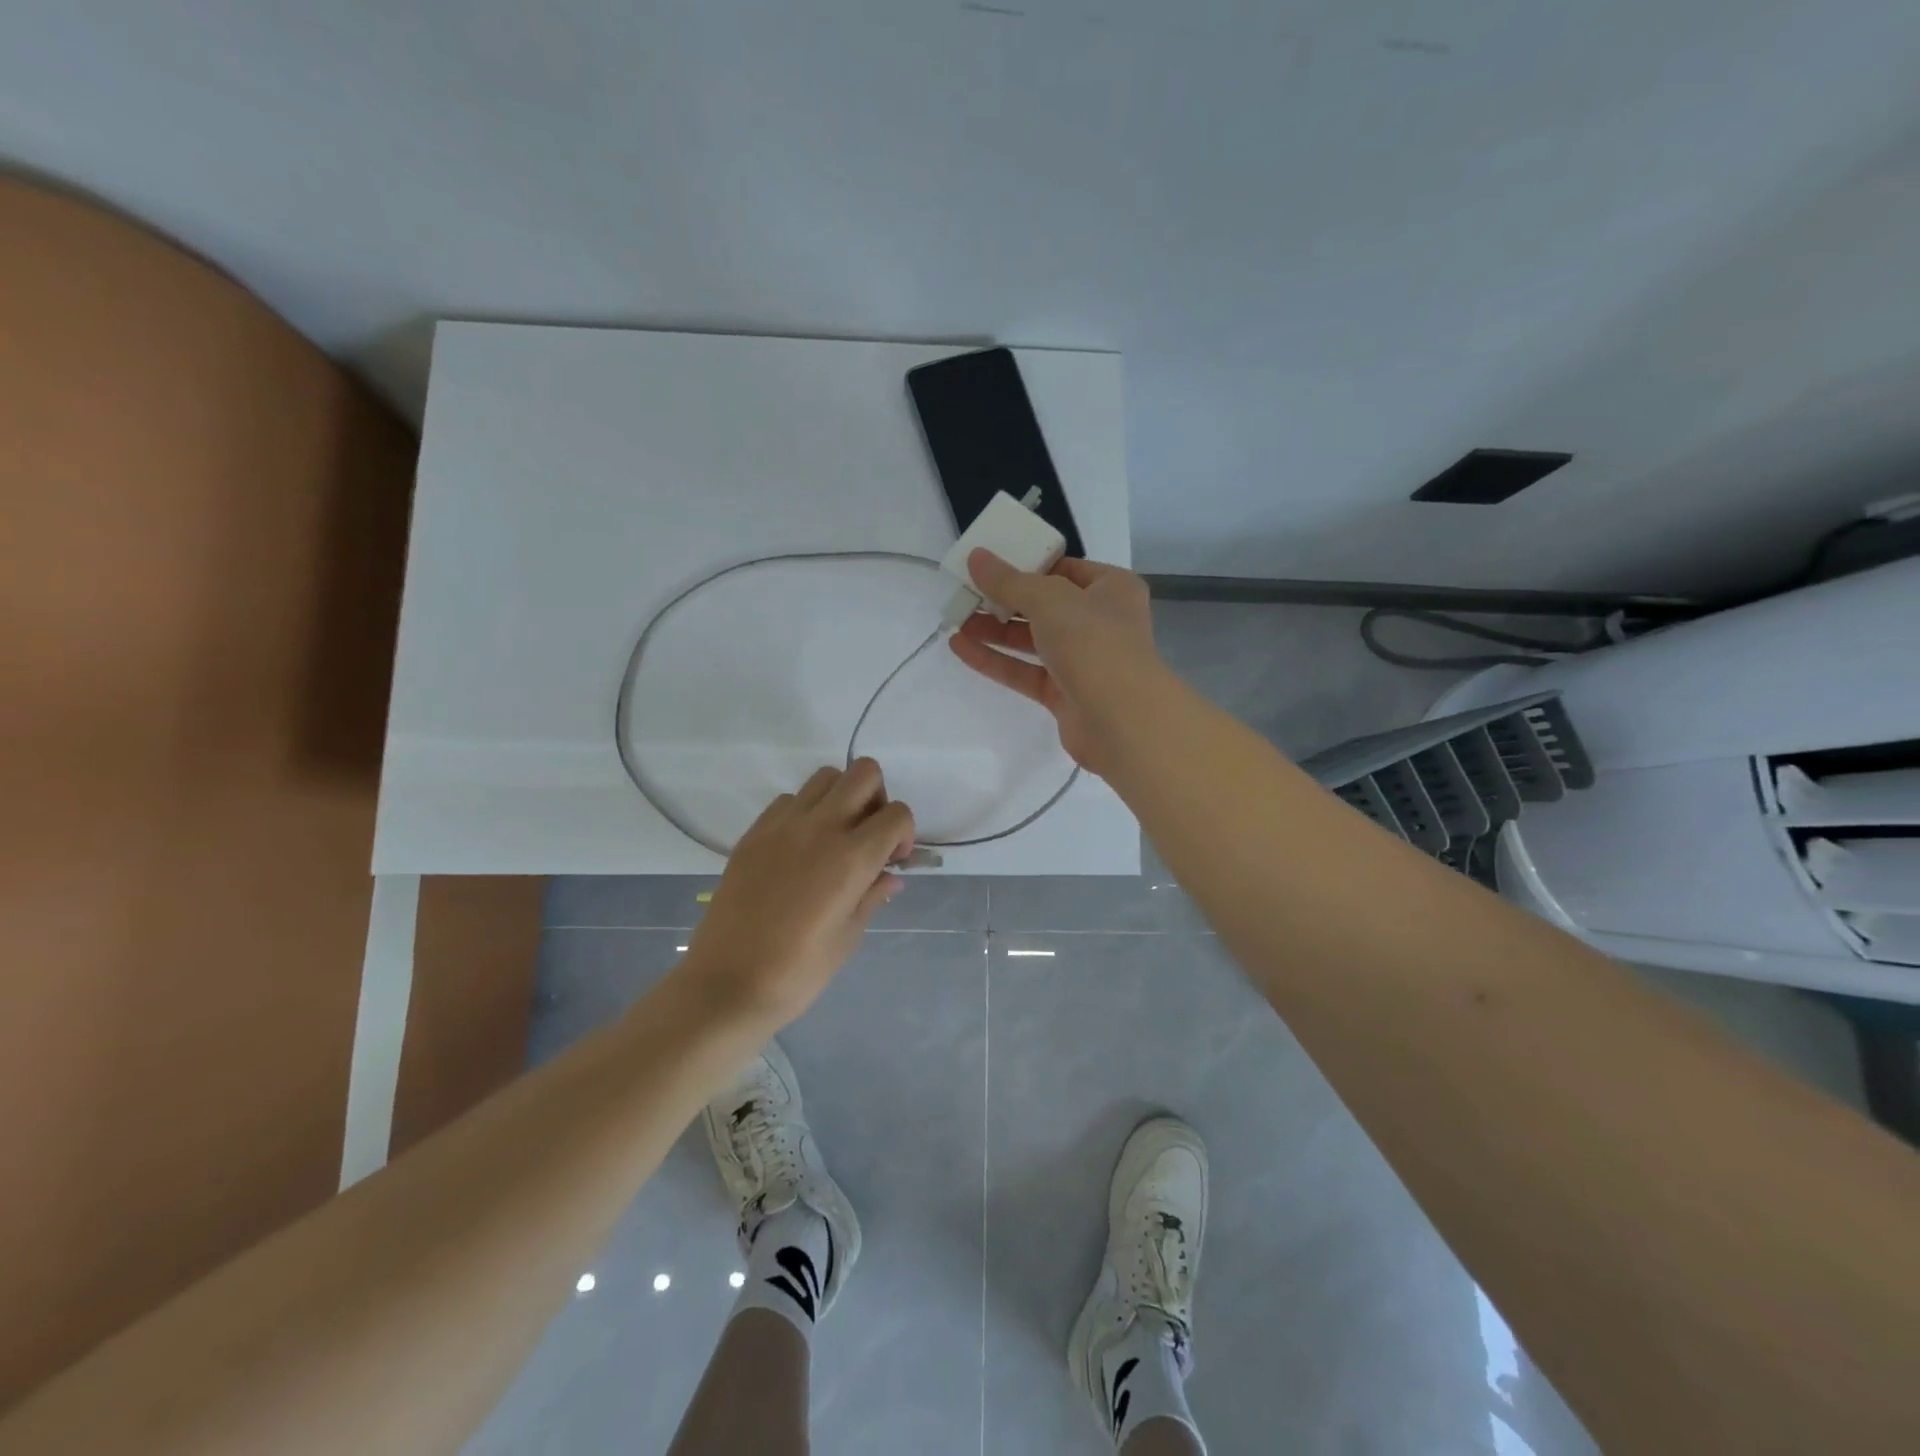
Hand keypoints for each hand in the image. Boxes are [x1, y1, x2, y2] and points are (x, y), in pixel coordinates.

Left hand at [682, 759, 915, 1025]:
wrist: (726, 983)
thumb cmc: (798, 971)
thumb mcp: (849, 936)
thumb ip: (873, 895)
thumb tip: (889, 875)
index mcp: (851, 858)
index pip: (896, 814)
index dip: (904, 834)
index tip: (892, 861)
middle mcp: (820, 828)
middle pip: (864, 773)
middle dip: (877, 798)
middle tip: (868, 837)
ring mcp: (782, 825)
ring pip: (825, 777)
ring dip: (841, 798)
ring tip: (834, 838)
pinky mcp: (754, 832)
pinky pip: (789, 800)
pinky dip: (805, 811)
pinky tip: (799, 849)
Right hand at [948, 550, 1163, 775]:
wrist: (1122, 721)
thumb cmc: (1094, 643)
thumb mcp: (1049, 599)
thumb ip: (1009, 580)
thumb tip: (976, 557)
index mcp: (1111, 589)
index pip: (1064, 569)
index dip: (1027, 565)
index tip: (990, 564)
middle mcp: (1099, 622)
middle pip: (1044, 605)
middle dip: (1003, 600)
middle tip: (964, 592)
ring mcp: (1082, 661)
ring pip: (1032, 640)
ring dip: (994, 630)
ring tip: (955, 619)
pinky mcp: (1064, 694)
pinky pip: (1024, 672)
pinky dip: (995, 660)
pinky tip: (961, 648)